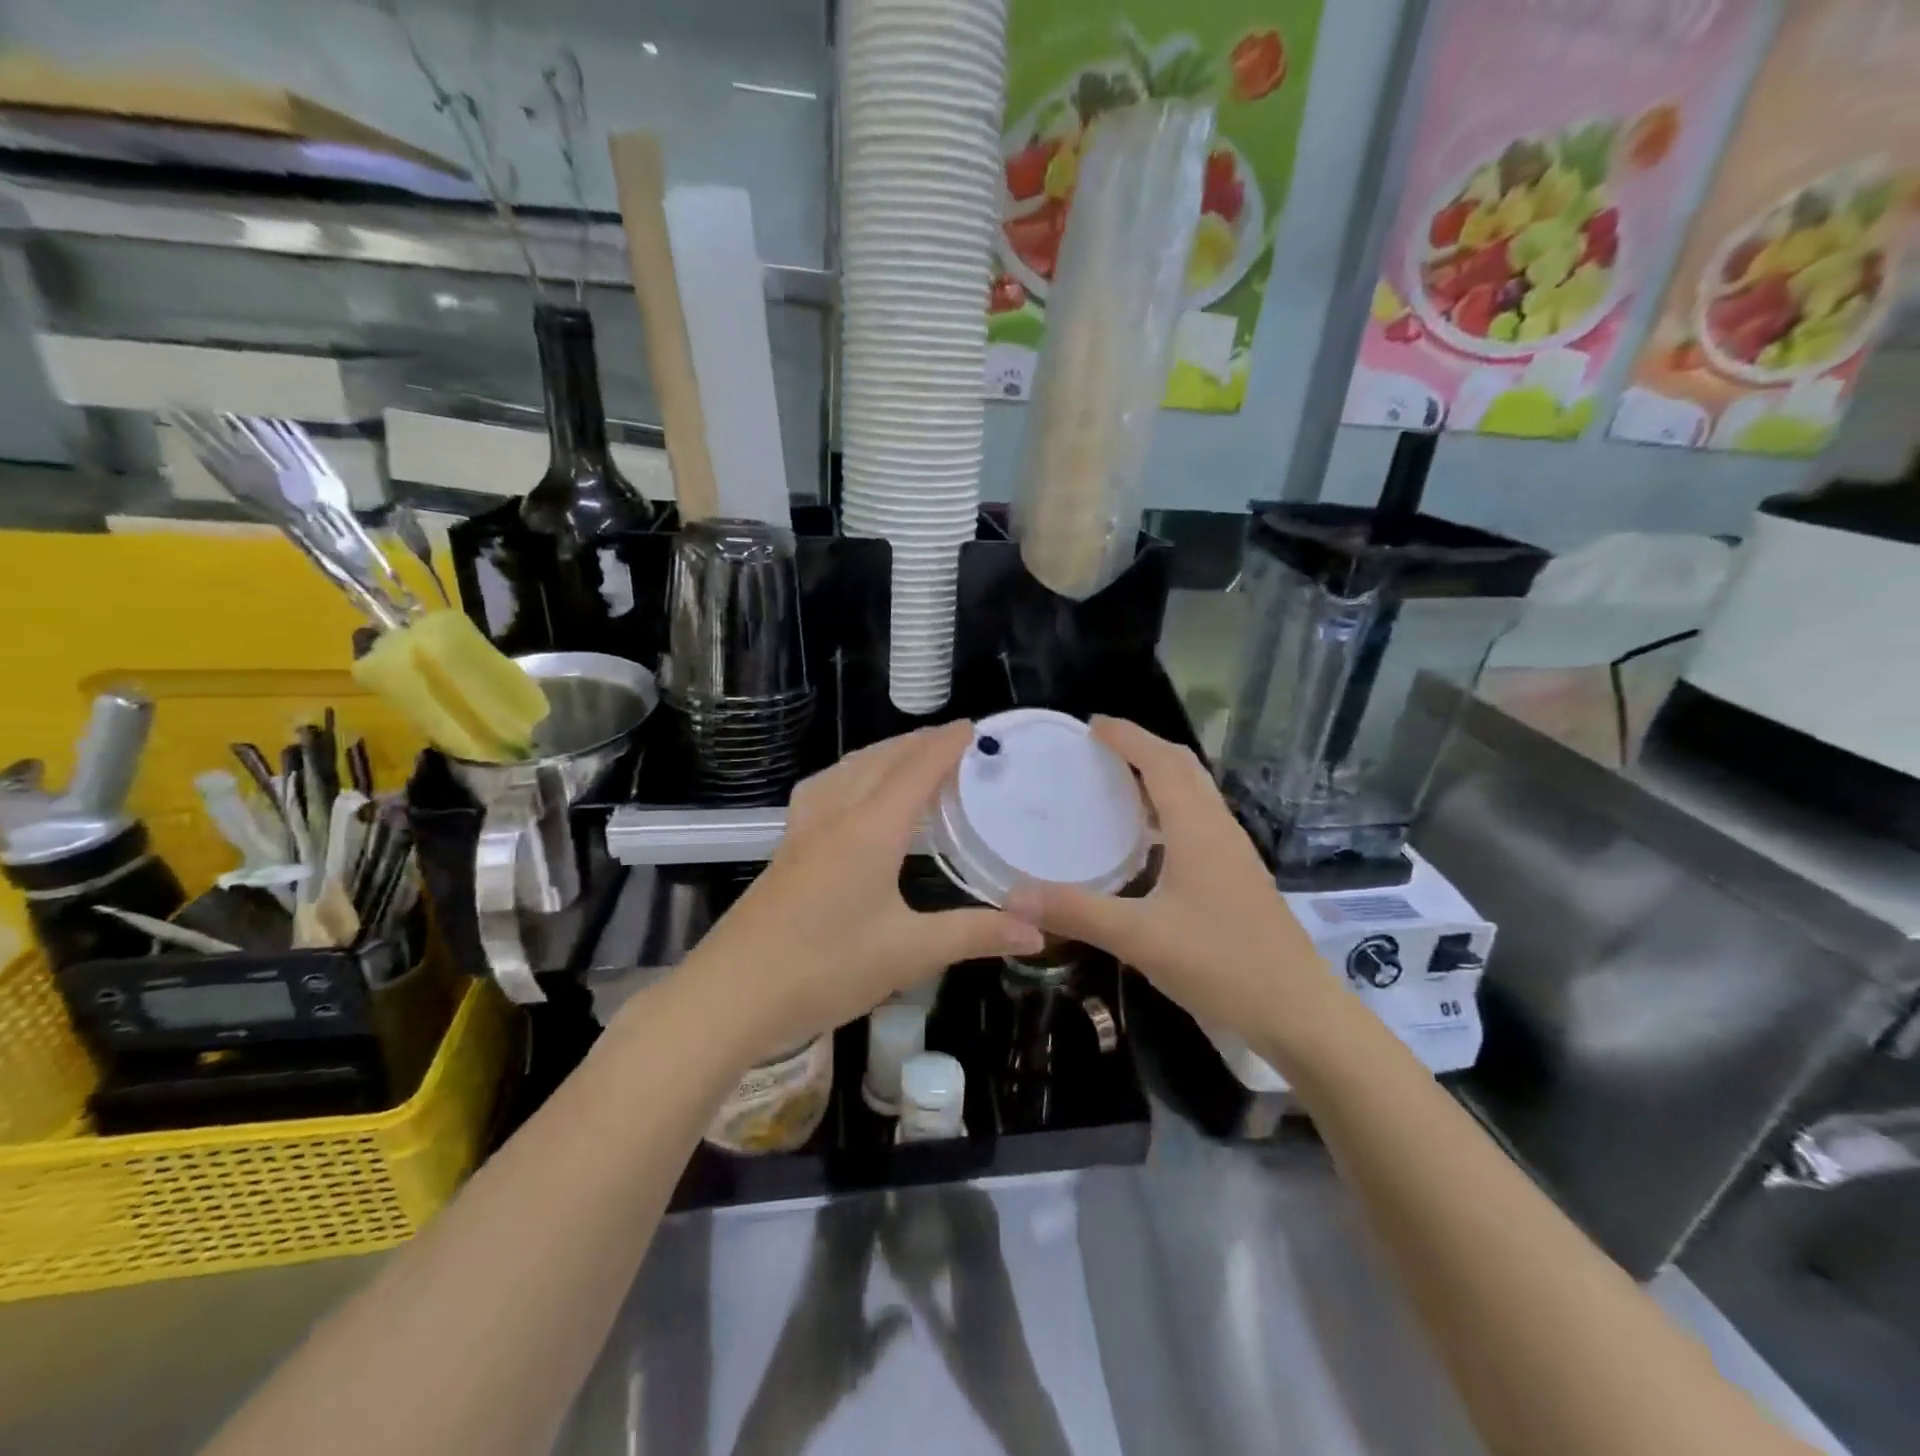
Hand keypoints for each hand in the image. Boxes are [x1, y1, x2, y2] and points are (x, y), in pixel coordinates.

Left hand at [684, 722, 1044, 1065]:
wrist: (731, 995)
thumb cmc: (825, 968)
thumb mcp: (909, 954)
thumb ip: (975, 934)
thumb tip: (1037, 930)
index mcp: (871, 829)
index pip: (917, 769)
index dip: (947, 745)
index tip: (974, 727)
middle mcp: (837, 815)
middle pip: (881, 760)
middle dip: (918, 742)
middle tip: (954, 740)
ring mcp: (805, 829)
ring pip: (848, 770)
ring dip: (883, 754)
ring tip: (910, 757)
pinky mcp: (787, 848)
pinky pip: (824, 789)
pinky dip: (851, 774)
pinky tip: (850, 793)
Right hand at [1007, 717, 1330, 1037]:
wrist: (1298, 1014)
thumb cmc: (1223, 965)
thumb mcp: (1140, 938)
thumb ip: (1076, 912)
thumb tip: (1013, 896)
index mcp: (1198, 829)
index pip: (1162, 762)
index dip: (1129, 737)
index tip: (1092, 724)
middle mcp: (1219, 830)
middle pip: (1184, 769)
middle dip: (1144, 748)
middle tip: (1101, 749)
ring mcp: (1234, 856)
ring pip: (1196, 796)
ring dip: (1160, 778)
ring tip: (1117, 785)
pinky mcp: (1238, 880)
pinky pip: (1200, 824)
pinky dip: (1170, 812)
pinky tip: (1148, 843)